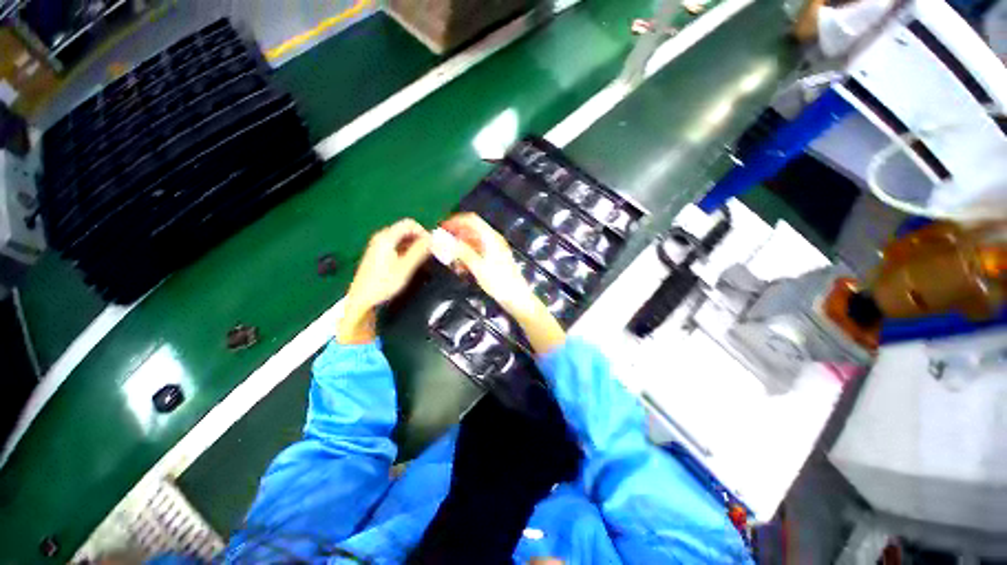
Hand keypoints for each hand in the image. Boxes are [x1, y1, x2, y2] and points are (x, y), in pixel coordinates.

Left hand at [338, 219, 430, 343]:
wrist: (362, 300)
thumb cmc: (383, 284)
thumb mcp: (405, 268)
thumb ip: (419, 251)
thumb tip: (432, 240)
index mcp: (386, 237)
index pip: (410, 224)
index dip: (424, 232)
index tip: (432, 245)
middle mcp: (381, 237)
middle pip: (405, 230)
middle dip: (420, 238)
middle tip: (430, 253)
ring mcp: (378, 245)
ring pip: (402, 238)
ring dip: (414, 245)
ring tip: (422, 259)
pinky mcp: (378, 254)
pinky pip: (396, 245)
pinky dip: (406, 250)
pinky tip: (411, 262)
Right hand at [440, 213, 535, 312]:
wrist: (517, 298)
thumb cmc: (499, 282)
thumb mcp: (478, 267)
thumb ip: (461, 251)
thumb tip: (443, 240)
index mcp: (491, 238)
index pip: (471, 220)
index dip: (455, 221)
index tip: (440, 229)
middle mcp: (493, 240)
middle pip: (471, 231)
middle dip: (456, 237)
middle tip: (441, 246)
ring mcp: (493, 250)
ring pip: (472, 243)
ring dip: (460, 249)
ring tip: (450, 261)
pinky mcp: (493, 260)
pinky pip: (476, 253)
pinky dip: (467, 257)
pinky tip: (460, 269)